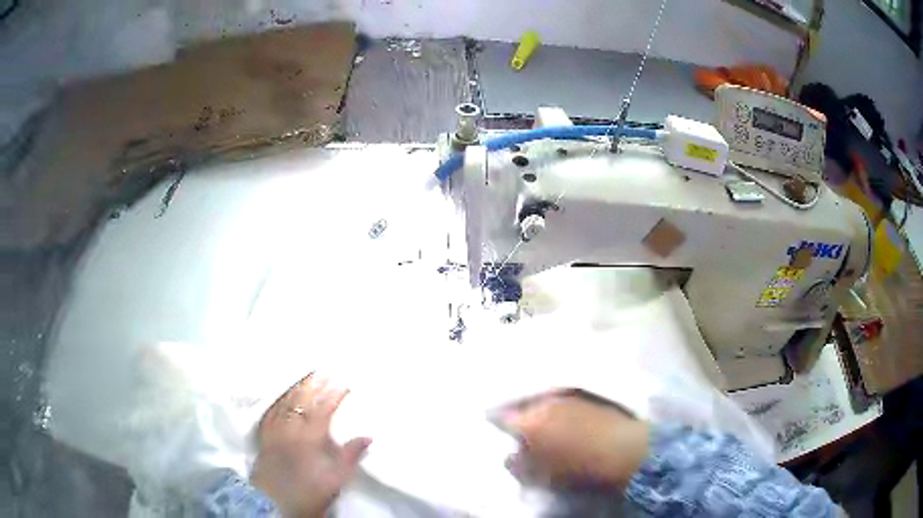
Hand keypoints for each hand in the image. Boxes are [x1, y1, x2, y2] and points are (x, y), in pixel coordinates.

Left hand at [251, 374, 370, 517]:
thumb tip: (367, 437)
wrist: (274, 504)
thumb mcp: (335, 480)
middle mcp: (290, 430)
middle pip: (301, 402)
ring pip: (284, 404)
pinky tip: (280, 397)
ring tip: (304, 377)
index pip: (322, 410)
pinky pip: (270, 413)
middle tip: (323, 372)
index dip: (333, 396)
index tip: (344, 385)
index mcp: (309, 439)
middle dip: (313, 385)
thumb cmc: (308, 494)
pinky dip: (277, 401)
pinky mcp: (264, 438)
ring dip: (295, 389)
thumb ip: (349, 456)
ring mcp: (274, 432)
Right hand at [500, 392, 648, 487]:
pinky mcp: (587, 394)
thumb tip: (509, 454)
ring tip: (542, 421)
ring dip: (538, 408)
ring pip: (542, 398)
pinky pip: (562, 396)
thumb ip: (517, 464)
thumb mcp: (540, 475)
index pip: (500, 417)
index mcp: (529, 421)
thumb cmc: (579, 468)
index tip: (493, 427)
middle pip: (521, 403)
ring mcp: (567, 394)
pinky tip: (564, 416)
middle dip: (517, 413)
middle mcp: (544, 401)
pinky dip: (557, 405)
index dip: (494, 422)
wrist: (625, 450)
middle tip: (519, 427)